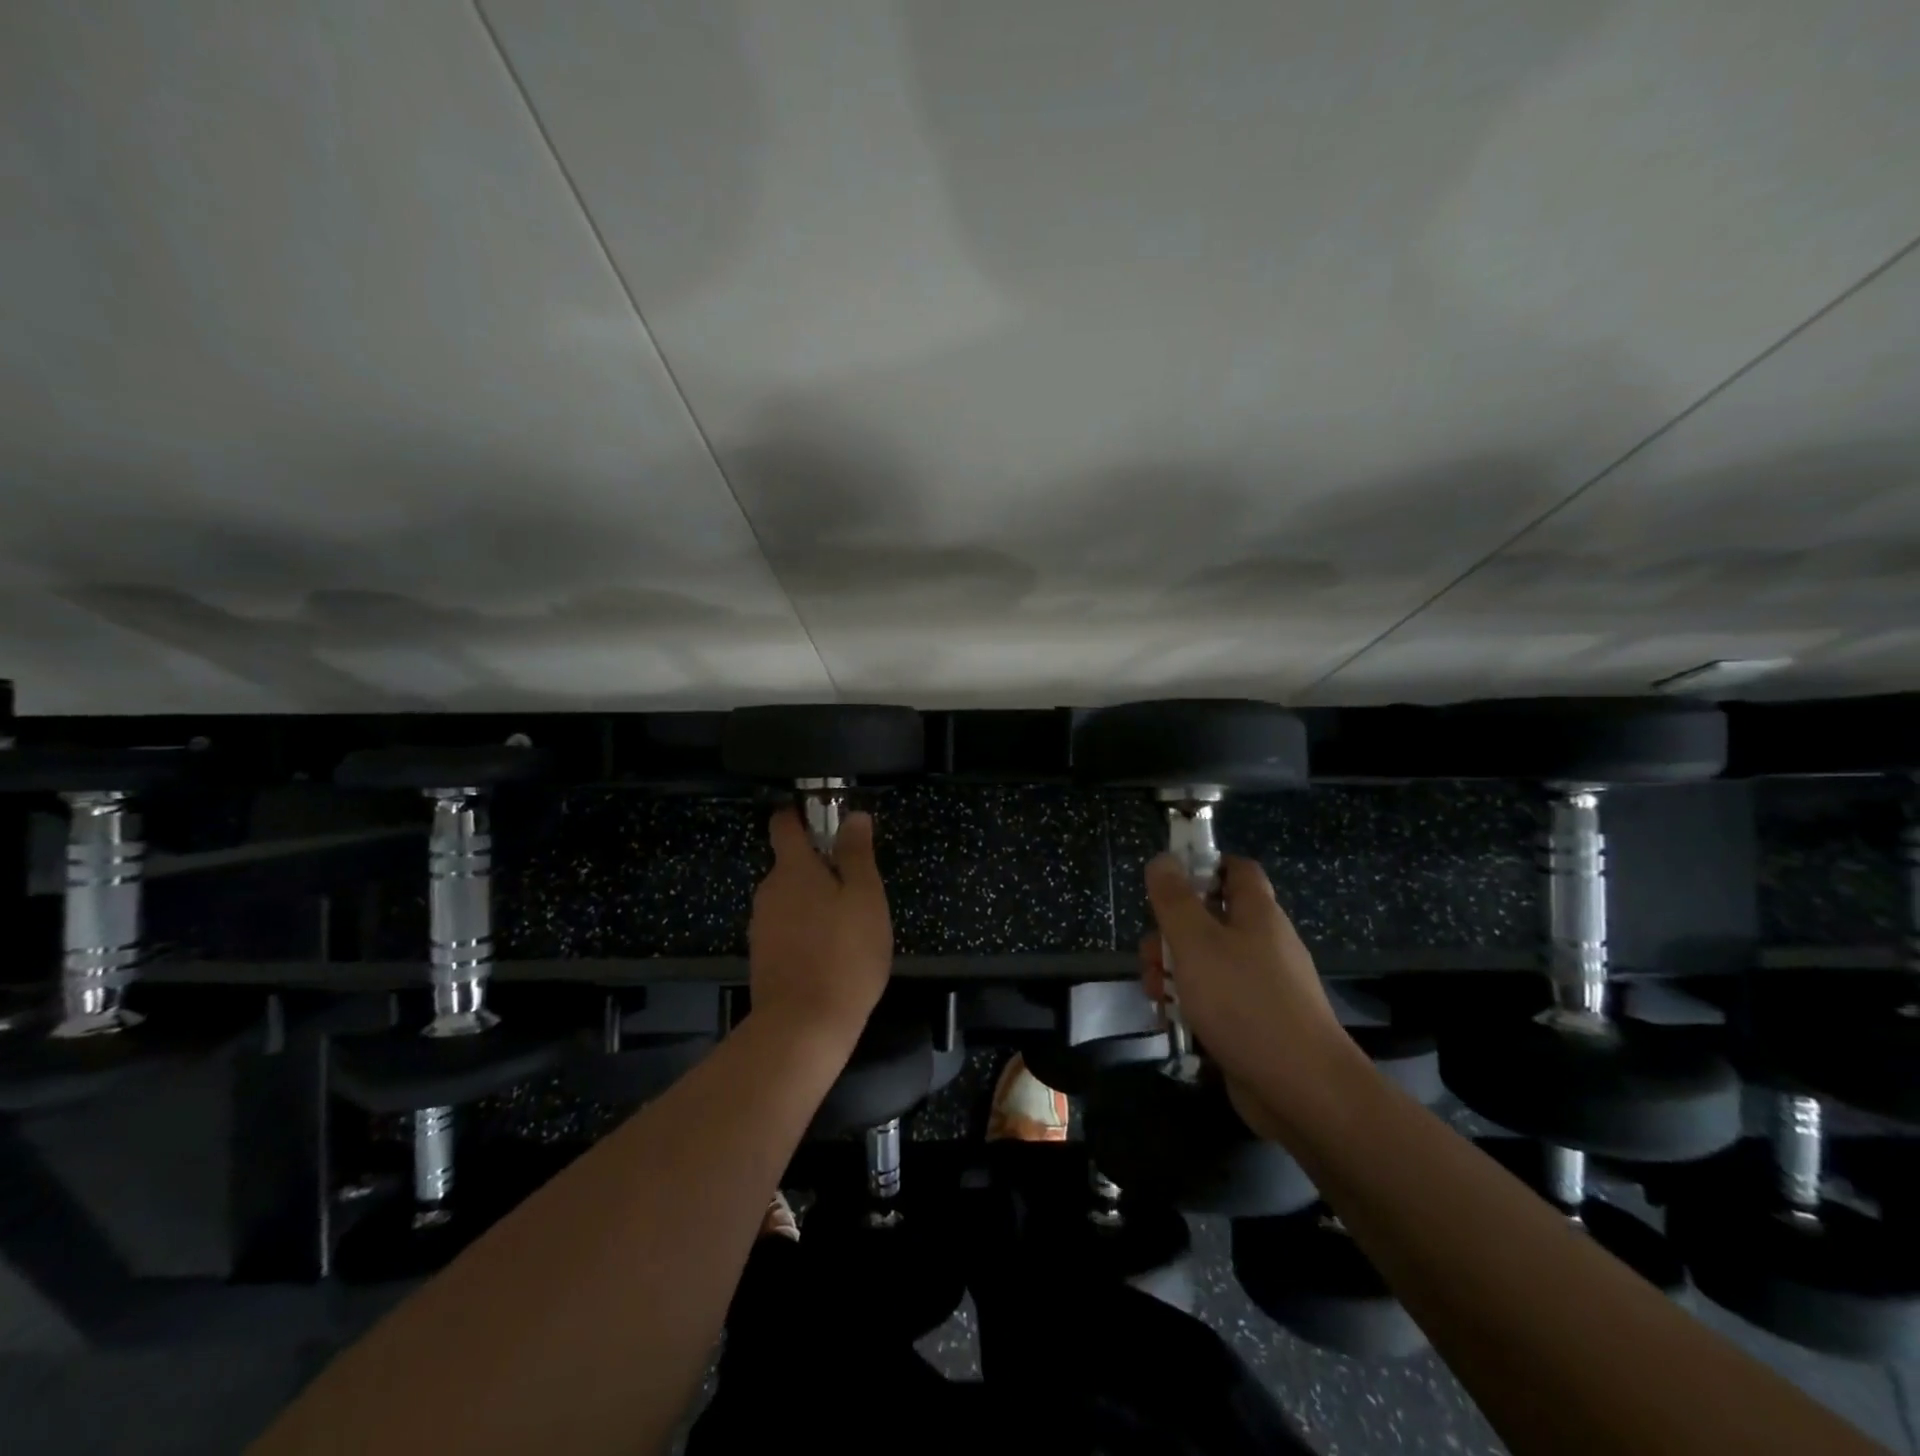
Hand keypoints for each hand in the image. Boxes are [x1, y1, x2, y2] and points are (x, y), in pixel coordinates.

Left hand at [748, 806, 892, 1043]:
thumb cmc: (844, 953)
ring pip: (791, 899)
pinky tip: (831, 953)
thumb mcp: (865, 897)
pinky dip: (806, 930)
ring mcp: (761, 925)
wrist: (803, 1026)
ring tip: (850, 925)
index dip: (800, 815)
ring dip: (815, 902)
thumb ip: (857, 854)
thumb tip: (854, 816)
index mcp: (792, 868)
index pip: (783, 824)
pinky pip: (787, 928)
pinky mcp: (763, 956)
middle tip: (858, 886)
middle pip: (791, 865)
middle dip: (820, 868)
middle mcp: (769, 890)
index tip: (824, 818)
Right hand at [1141, 854, 1358, 1130]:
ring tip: (1155, 996)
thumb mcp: (1196, 943)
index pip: (1236, 869)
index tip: (1167, 884)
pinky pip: (1217, 999)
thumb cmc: (1244, 1003)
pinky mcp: (1256, 1022)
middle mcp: (1263, 943)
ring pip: (1208, 962)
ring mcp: (1262, 985)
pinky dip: (1192, 1005)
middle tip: (1150, 957)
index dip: (1202, 866)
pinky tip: (1172, 1022)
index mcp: (1257, 914)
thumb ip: (1174, 900)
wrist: (1302, 1089)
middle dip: (1171, 934)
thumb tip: (1163, 859)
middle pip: (1210, 919)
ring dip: (1174, 973)